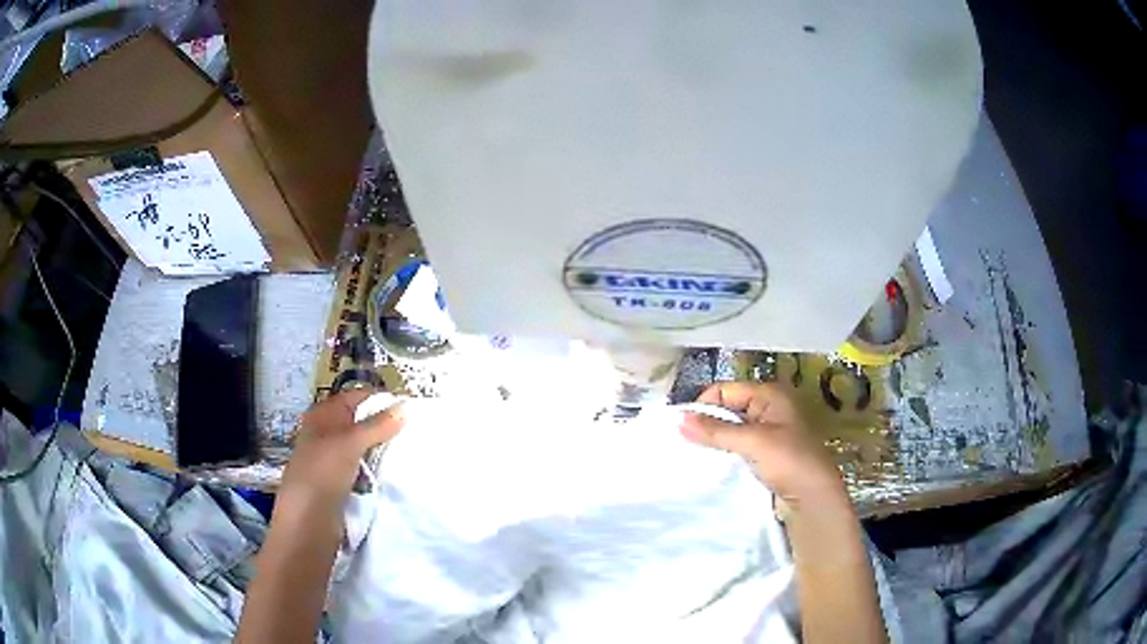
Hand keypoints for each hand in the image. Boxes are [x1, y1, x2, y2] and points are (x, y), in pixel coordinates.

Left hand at [279, 390, 404, 507]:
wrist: (308, 522)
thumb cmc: (322, 473)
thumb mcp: (350, 443)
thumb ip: (378, 425)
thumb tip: (406, 406)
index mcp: (322, 416)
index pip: (355, 398)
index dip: (379, 400)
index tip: (410, 408)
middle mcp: (326, 434)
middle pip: (360, 423)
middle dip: (384, 426)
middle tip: (416, 430)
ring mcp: (332, 461)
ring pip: (363, 449)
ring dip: (382, 451)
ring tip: (410, 452)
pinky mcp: (340, 484)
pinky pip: (363, 471)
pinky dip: (377, 471)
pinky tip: (394, 474)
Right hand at [681, 382, 846, 511]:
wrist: (813, 498)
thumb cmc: (789, 461)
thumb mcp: (753, 442)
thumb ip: (716, 430)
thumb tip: (678, 419)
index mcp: (769, 395)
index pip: (725, 390)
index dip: (703, 405)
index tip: (682, 428)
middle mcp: (767, 408)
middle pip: (727, 408)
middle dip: (706, 423)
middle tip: (682, 442)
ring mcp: (767, 432)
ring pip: (730, 430)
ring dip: (714, 441)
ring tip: (691, 454)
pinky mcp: (764, 454)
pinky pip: (737, 447)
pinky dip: (723, 453)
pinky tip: (709, 464)